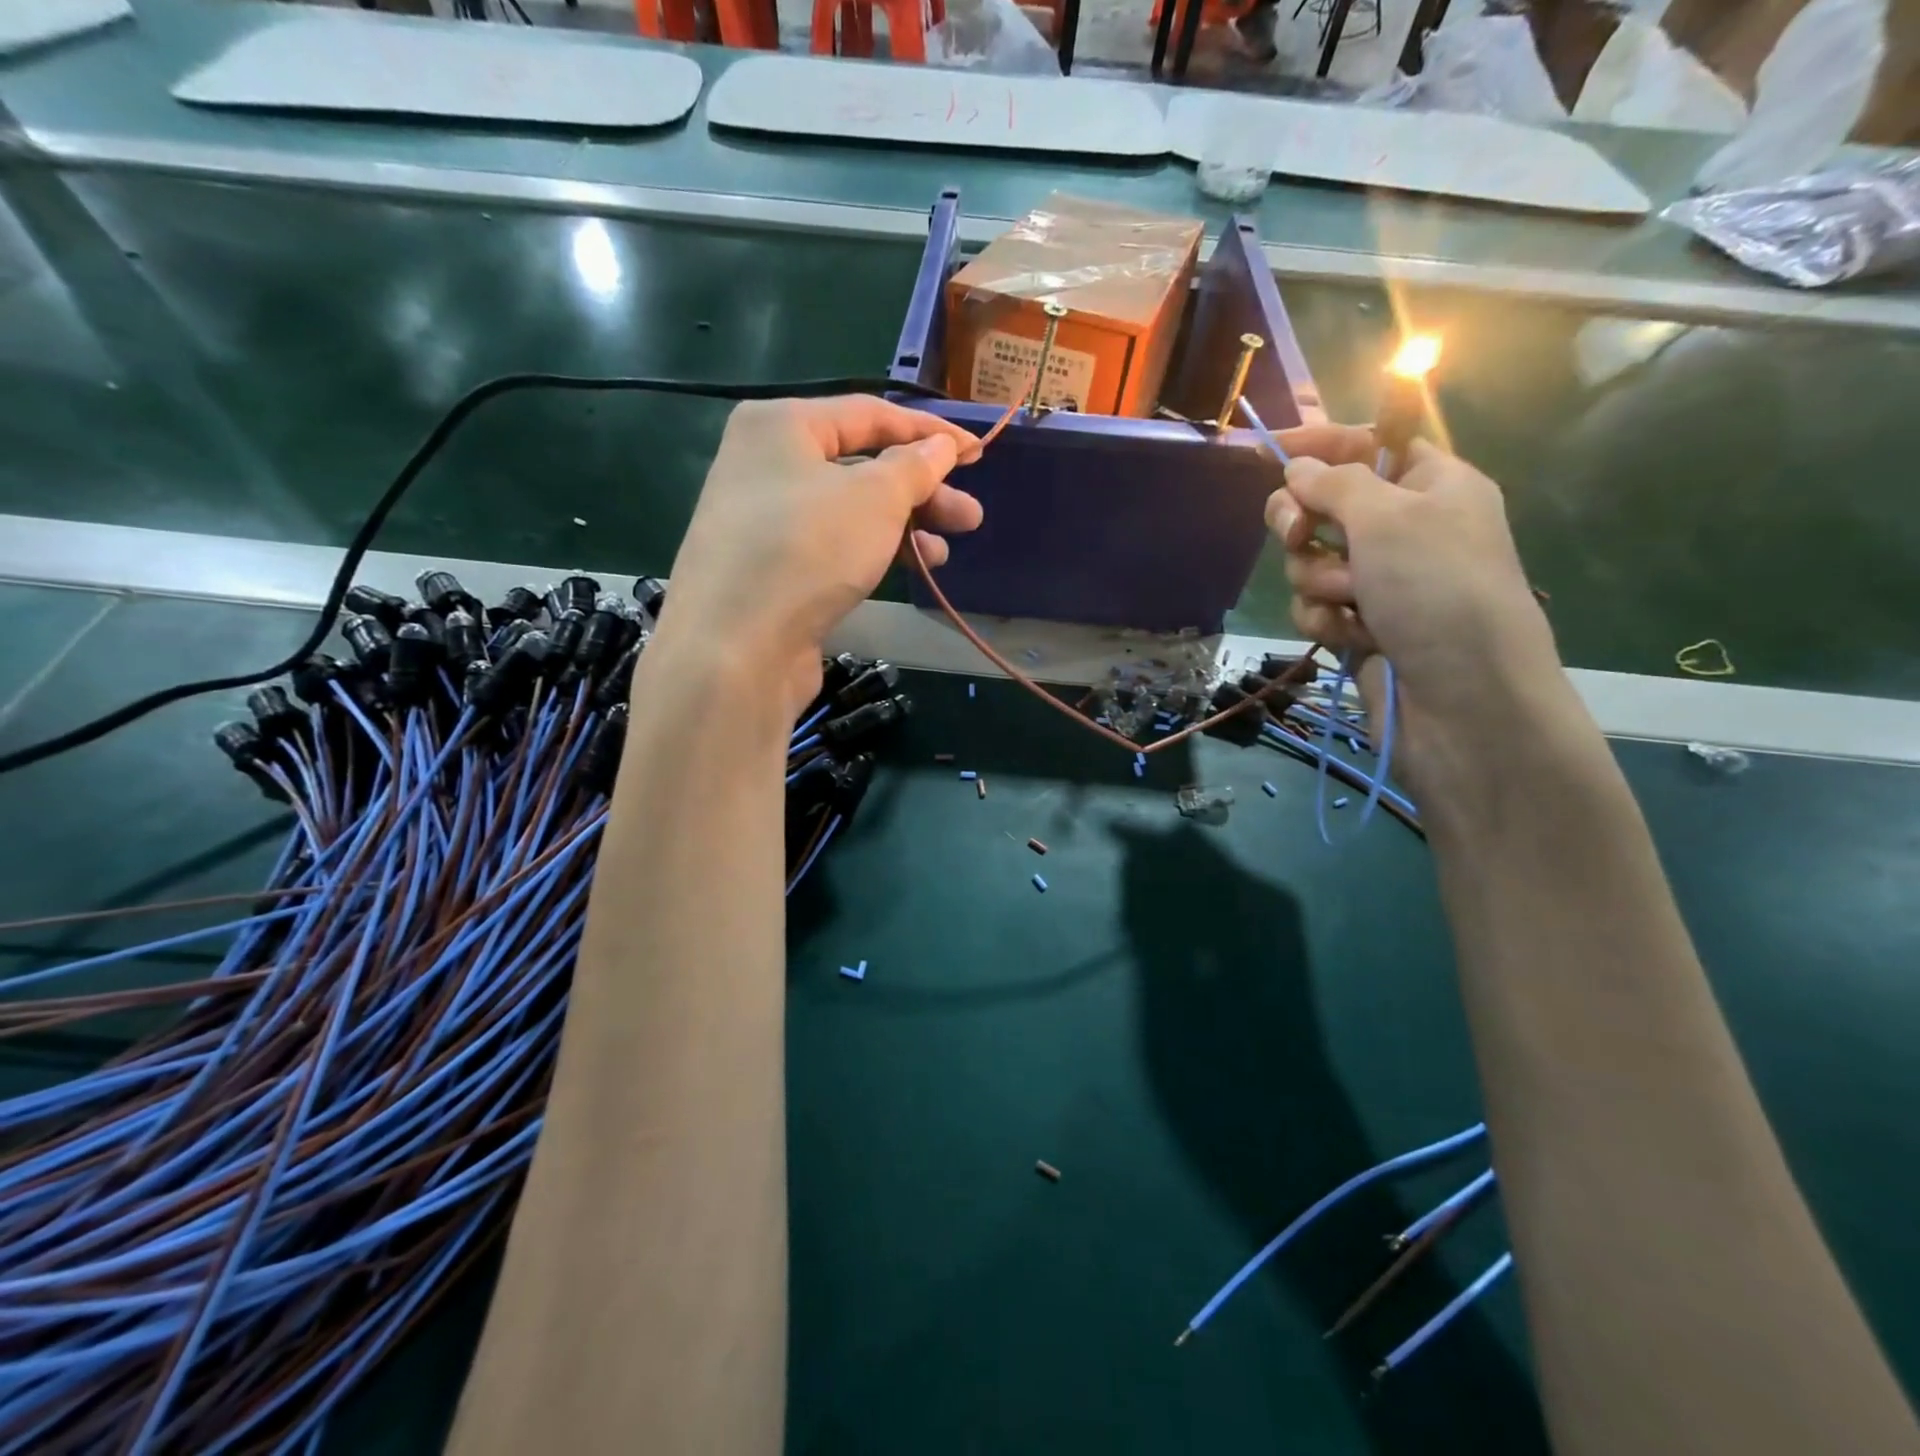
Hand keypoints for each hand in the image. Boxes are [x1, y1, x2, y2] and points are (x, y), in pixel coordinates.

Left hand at [658, 396, 983, 713]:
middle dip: (922, 491)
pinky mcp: (773, 568)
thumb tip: (940, 447)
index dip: (929, 432)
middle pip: (861, 465)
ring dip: (904, 526)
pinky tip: (910, 569)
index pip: (869, 414)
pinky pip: (835, 545)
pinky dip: (874, 551)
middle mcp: (767, 464)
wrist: (735, 647)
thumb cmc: (807, 550)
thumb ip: (915, 466)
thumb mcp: (875, 498)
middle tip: (970, 517)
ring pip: (851, 511)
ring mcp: (766, 520)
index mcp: (781, 425)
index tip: (977, 453)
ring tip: (945, 552)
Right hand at [1266, 424, 1567, 798]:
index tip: (1274, 449)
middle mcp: (1404, 530)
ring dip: (1320, 580)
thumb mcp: (1389, 518)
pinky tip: (1351, 637)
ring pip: (1310, 562)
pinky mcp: (1358, 625)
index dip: (1324, 445)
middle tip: (1298, 534)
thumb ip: (1336, 483)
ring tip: (1353, 602)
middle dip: (1305, 524)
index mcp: (1432, 486)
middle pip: (1326, 506)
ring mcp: (1379, 582)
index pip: (1369, 445)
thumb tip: (1298, 469)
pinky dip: (1324, 619)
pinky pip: (1314, 606)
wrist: (1461, 699)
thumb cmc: (1438, 590)